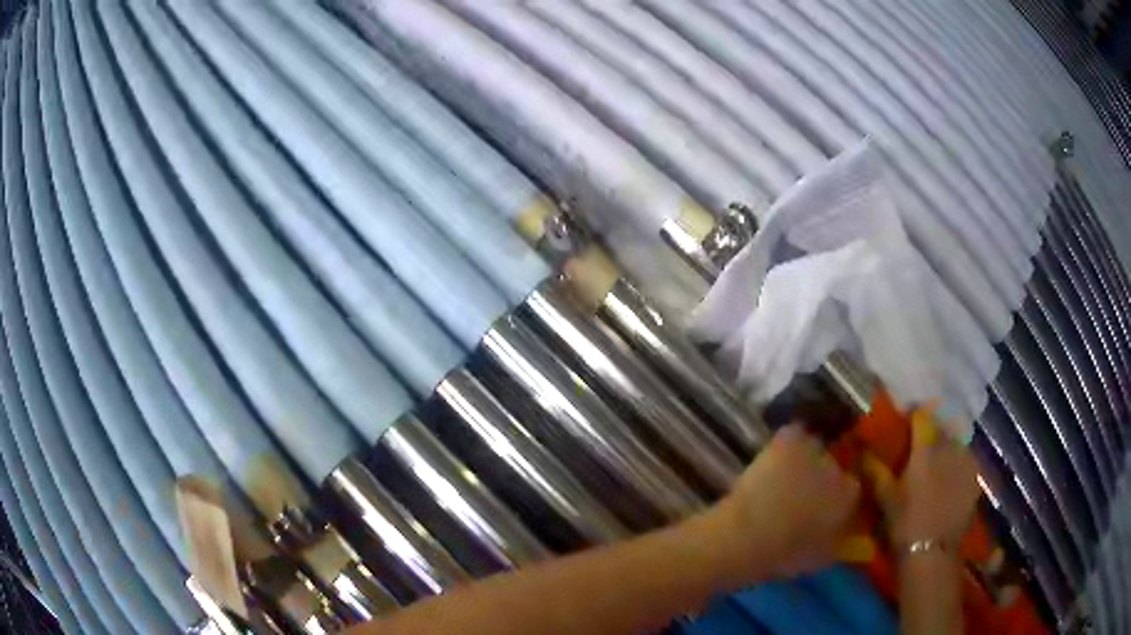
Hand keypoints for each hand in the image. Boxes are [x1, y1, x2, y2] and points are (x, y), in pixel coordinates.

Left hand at [706, 424, 860, 580]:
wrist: (747, 536)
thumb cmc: (784, 556)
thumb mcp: (821, 557)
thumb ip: (839, 539)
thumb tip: (843, 531)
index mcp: (849, 498)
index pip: (852, 488)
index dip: (836, 496)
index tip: (822, 505)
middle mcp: (839, 469)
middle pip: (834, 466)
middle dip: (821, 477)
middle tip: (800, 492)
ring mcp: (814, 451)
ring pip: (815, 447)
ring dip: (804, 459)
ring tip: (783, 476)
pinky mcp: (790, 439)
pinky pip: (794, 434)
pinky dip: (787, 442)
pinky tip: (774, 456)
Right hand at [883, 425, 979, 549]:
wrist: (932, 550)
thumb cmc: (905, 523)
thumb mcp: (885, 498)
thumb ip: (875, 471)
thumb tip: (862, 452)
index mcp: (925, 448)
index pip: (922, 418)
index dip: (914, 416)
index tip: (907, 421)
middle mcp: (948, 447)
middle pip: (941, 428)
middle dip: (932, 431)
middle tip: (921, 445)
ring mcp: (966, 461)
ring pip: (956, 442)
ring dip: (946, 446)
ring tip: (938, 460)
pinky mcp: (975, 476)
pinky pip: (966, 459)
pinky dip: (958, 462)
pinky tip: (951, 476)